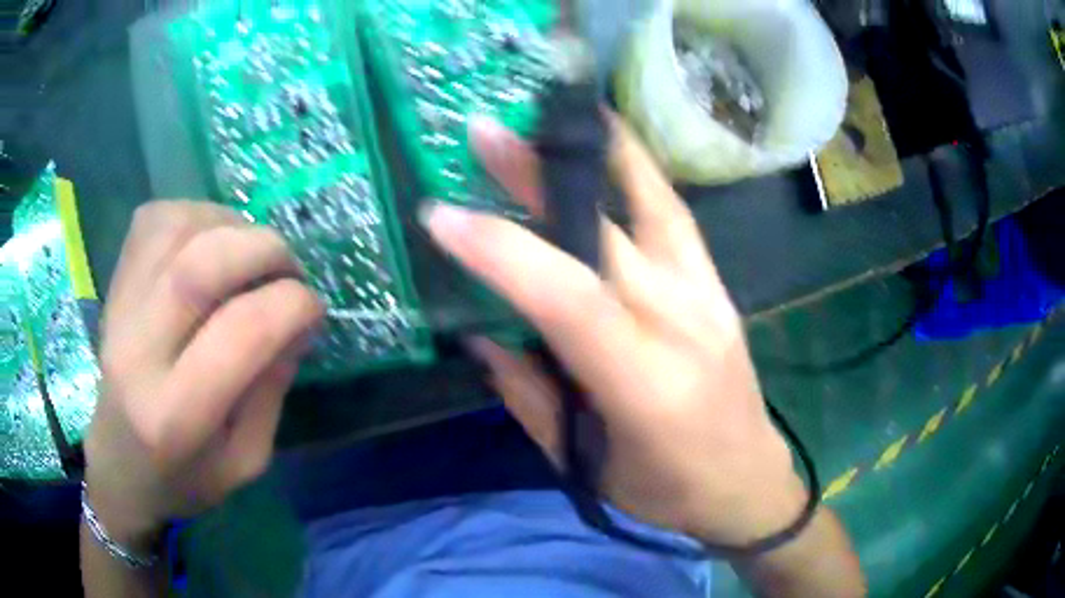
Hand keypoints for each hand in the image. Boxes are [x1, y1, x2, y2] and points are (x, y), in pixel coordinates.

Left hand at [84, 201, 322, 549]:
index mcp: (176, 415)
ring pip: (178, 227)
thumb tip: (298, 319)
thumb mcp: (245, 460)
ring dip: (231, 226)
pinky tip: (209, 243)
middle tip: (289, 269)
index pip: (241, 332)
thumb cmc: (184, 478)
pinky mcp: (114, 284)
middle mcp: (137, 353)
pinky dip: (195, 216)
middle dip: (265, 250)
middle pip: (201, 265)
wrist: (118, 466)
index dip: (293, 305)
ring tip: (248, 256)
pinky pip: (156, 219)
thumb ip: (272, 389)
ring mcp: (118, 309)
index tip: (315, 309)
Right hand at [421, 115, 806, 544]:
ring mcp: (707, 294)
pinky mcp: (718, 284)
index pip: (567, 297)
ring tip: (550, 111)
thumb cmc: (664, 490)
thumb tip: (478, 334)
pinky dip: (639, 167)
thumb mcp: (583, 463)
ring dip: (593, 151)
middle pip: (604, 232)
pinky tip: (611, 136)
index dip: (501, 251)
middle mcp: (681, 322)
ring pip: (649, 202)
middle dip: (536, 177)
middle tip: (483, 132)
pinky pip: (675, 211)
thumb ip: (527, 395)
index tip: (441, 216)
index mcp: (643, 383)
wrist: (747, 480)